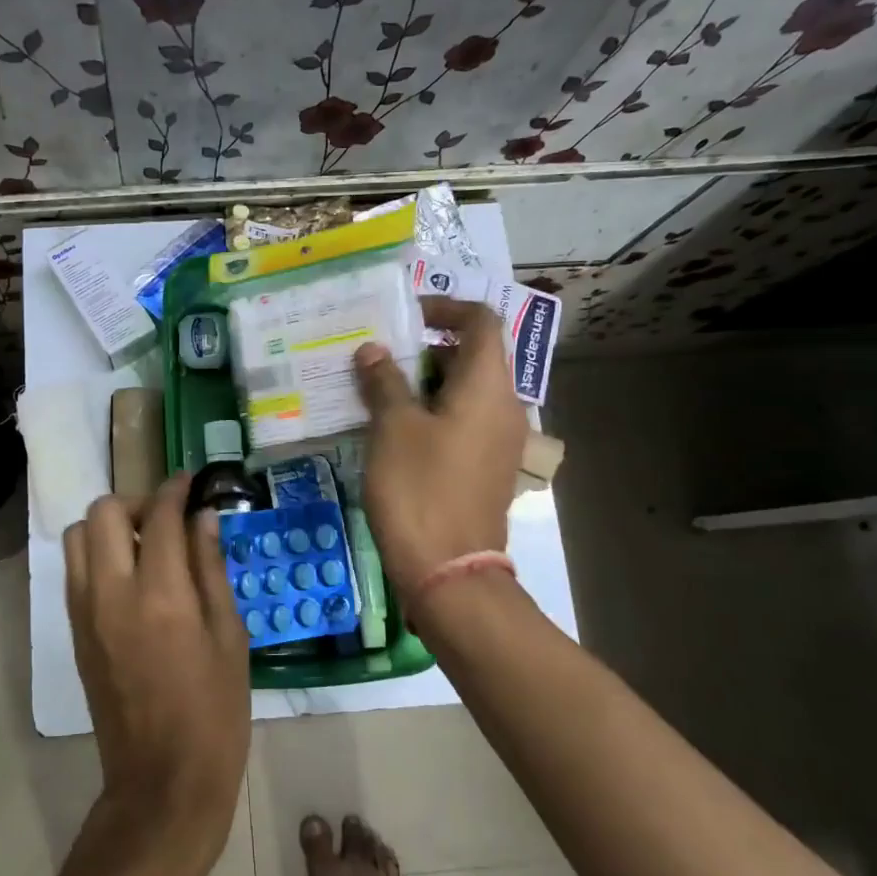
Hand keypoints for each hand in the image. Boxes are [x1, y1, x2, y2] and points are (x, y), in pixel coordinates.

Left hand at [63, 472, 250, 875]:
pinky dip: (97, 555)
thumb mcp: (230, 637)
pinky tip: (129, 576)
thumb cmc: (215, 712)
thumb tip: (203, 518)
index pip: (160, 516)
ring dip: (109, 526)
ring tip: (144, 547)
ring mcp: (85, 612)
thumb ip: (211, 569)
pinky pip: (75, 570)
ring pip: (79, 536)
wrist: (161, 781)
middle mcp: (112, 593)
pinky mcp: (74, 631)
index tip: (190, 482)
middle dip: (137, 502)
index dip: (176, 490)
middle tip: (167, 520)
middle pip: (104, 512)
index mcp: (161, 595)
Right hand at [353, 296, 527, 604]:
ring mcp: (497, 440)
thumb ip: (383, 381)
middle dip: (425, 348)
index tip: (405, 315)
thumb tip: (372, 351)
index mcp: (486, 386)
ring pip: (464, 392)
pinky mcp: (485, 467)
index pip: (481, 321)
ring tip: (378, 390)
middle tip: (379, 355)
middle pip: (472, 356)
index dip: (445, 307)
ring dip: (424, 382)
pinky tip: (393, 429)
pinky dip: (432, 412)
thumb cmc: (419, 487)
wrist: (448, 568)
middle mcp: (503, 406)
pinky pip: (462, 421)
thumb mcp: (393, 427)